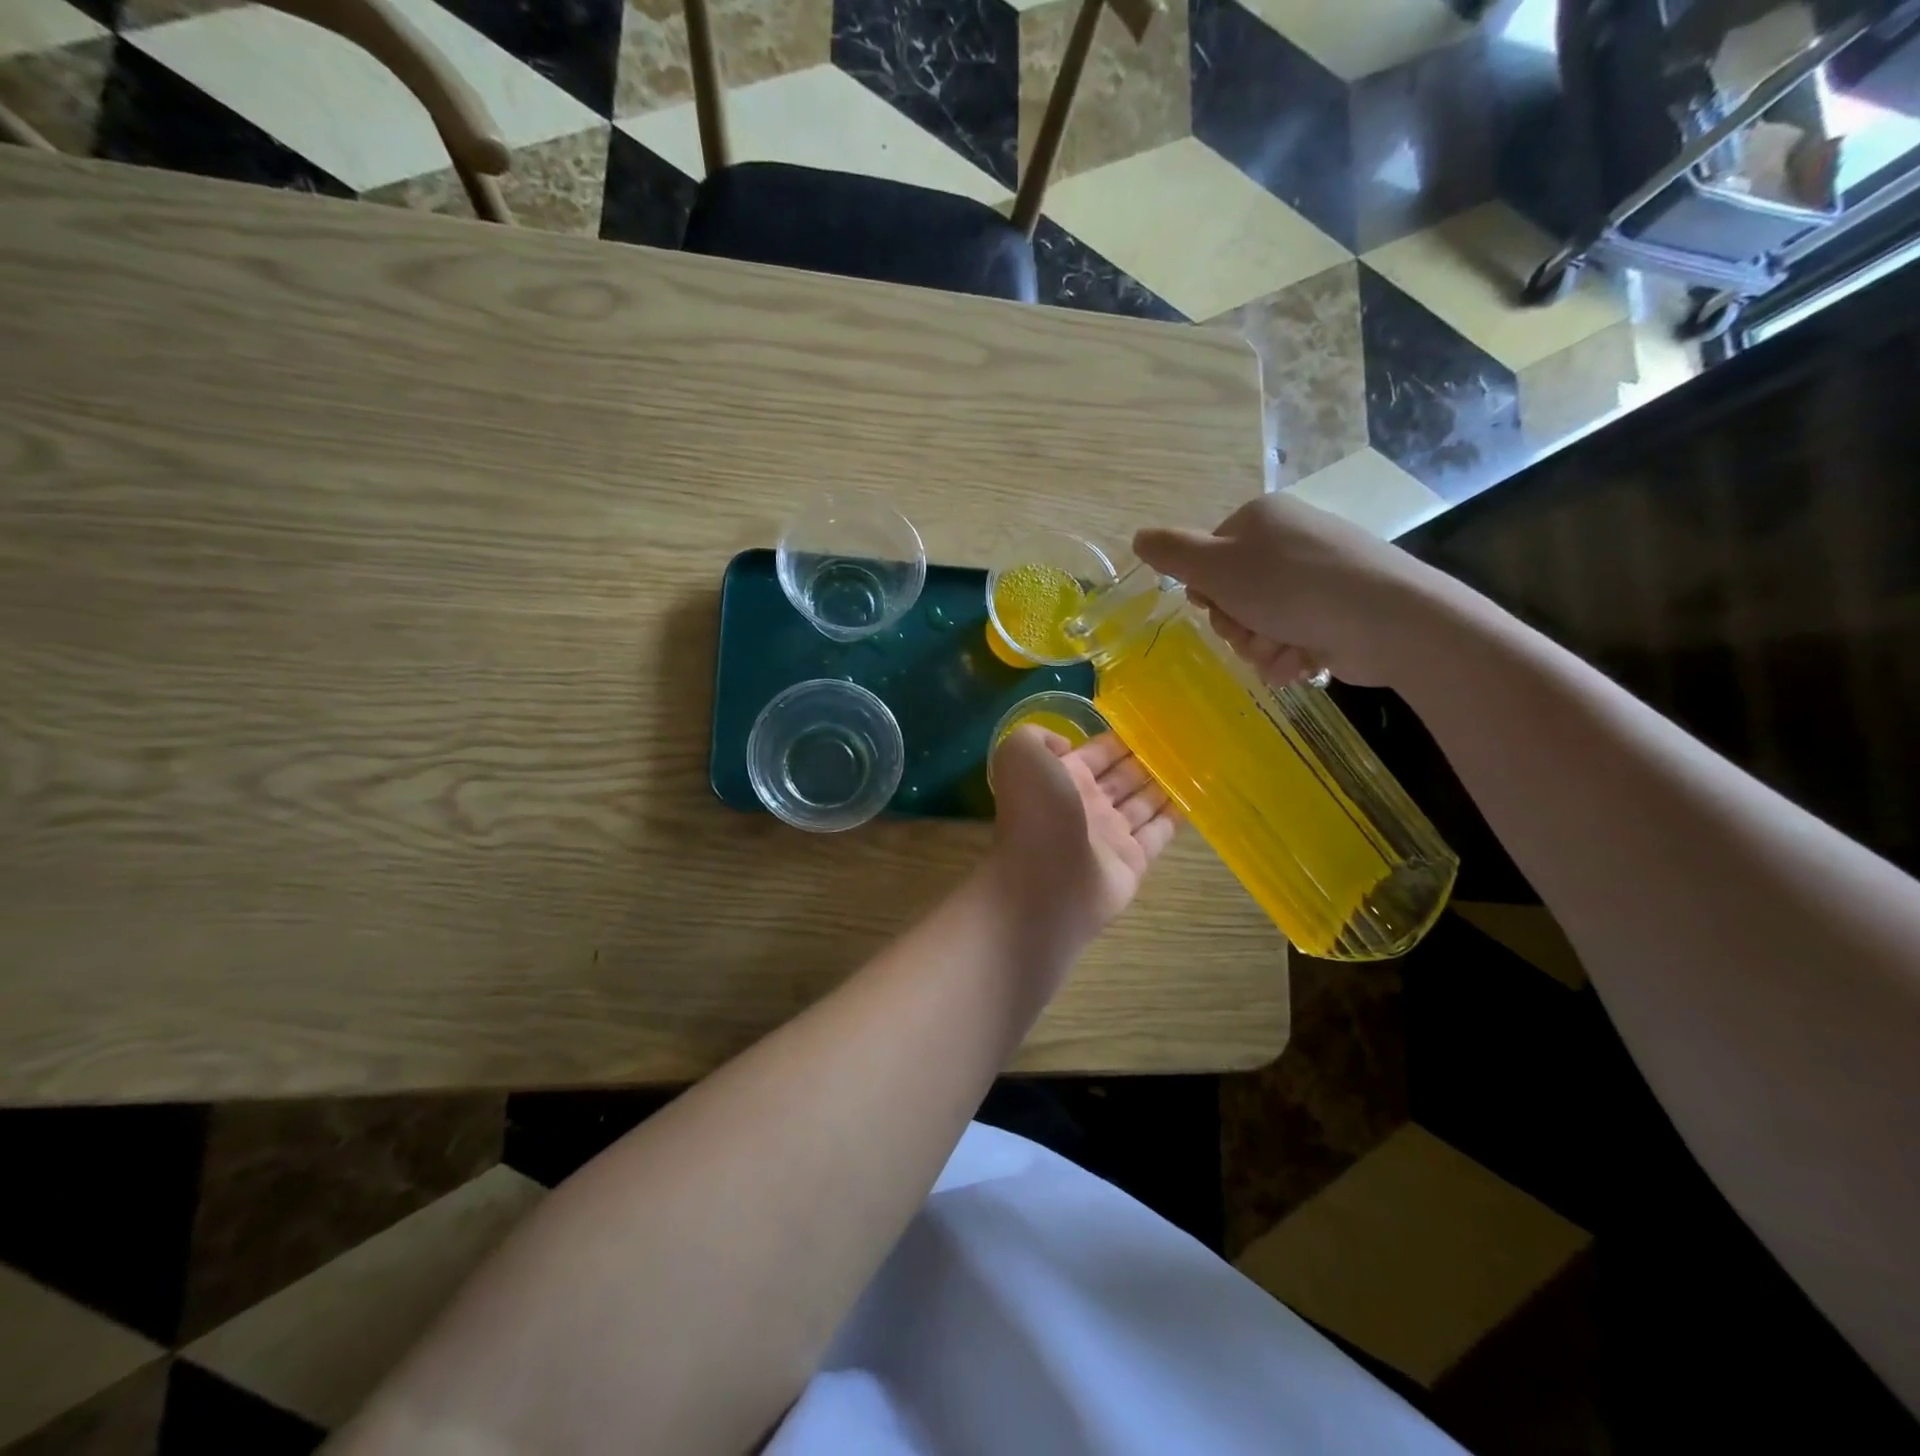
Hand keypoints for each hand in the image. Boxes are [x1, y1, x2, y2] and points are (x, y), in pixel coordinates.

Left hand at [986, 726, 1176, 955]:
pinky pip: (1159, 833)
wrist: (1045, 884)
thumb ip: (1037, 737)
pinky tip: (1196, 798)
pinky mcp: (1133, 862)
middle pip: (1122, 777)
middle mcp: (1086, 805)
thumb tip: (1067, 745)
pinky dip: (1176, 817)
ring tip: (1194, 764)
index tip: (1149, 723)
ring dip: (1164, 784)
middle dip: (1146, 760)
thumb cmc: (1036, 814)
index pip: (1096, 753)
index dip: (1118, 739)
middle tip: (1181, 741)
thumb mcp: (1020, 756)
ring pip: (1142, 803)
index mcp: (1061, 778)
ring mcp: (1110, 835)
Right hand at [1133, 494, 1449, 687]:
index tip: (1218, 605)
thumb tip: (1139, 537)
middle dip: (1237, 626)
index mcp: (1259, 520)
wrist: (1388, 619)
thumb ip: (1173, 553)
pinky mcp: (1337, 611)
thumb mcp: (1217, 566)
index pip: (1207, 559)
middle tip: (1254, 632)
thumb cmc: (1292, 588)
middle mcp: (1288, 541)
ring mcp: (1316, 577)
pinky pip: (1292, 638)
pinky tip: (1304, 660)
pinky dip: (1290, 656)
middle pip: (1232, 595)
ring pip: (1259, 623)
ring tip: (1284, 650)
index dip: (1206, 591)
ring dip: (1261, 647)